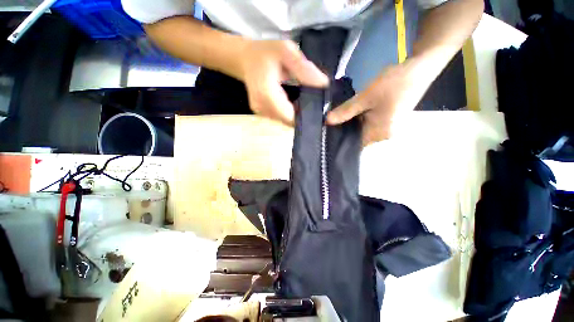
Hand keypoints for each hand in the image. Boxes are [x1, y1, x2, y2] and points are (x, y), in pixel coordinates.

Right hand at [240, 40, 328, 125]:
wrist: (246, 58)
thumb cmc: (265, 52)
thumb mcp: (286, 51)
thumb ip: (304, 68)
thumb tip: (323, 85)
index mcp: (266, 94)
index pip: (289, 116)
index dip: (306, 115)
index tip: (319, 109)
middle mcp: (262, 108)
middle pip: (288, 121)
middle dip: (303, 115)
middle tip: (315, 105)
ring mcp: (261, 113)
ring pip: (284, 121)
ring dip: (296, 115)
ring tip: (306, 103)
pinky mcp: (262, 114)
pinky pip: (280, 118)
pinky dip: (289, 113)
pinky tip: (295, 104)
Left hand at [326, 62, 429, 145]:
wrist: (419, 68)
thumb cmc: (394, 83)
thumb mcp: (366, 97)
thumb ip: (346, 110)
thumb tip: (327, 121)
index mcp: (379, 133)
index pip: (354, 144)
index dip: (340, 139)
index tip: (327, 133)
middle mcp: (383, 135)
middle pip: (357, 137)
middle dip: (344, 130)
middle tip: (328, 123)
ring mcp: (386, 128)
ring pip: (362, 130)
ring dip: (351, 123)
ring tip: (335, 118)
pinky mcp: (386, 120)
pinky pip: (368, 124)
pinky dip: (358, 119)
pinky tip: (349, 113)